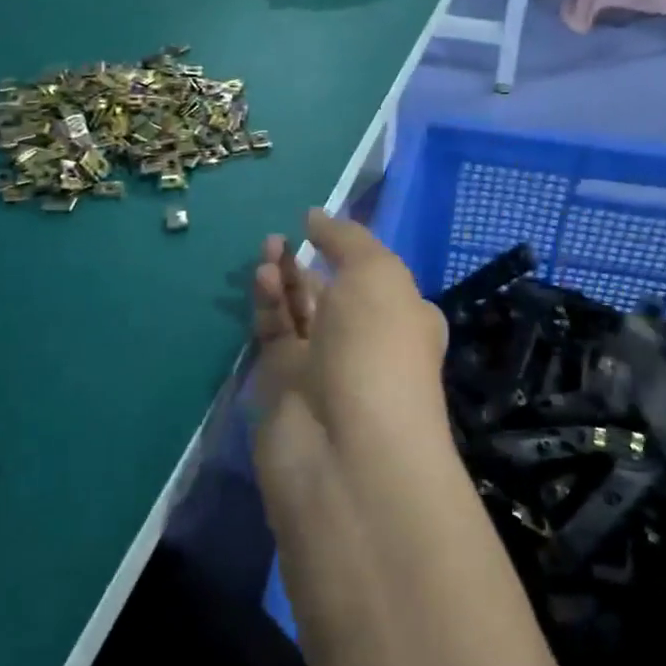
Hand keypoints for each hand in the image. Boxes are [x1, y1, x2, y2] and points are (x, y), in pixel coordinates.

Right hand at [251, 209, 447, 441]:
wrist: (345, 449)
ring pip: (298, 312)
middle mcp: (366, 343)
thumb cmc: (377, 349)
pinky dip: (268, 305)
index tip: (319, 227)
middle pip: (332, 293)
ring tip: (268, 250)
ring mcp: (323, 367)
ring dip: (284, 279)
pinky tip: (262, 279)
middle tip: (280, 238)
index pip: (377, 278)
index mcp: (403, 318)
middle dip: (308, 263)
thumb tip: (316, 216)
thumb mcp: (376, 274)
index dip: (351, 252)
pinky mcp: (283, 386)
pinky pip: (273, 335)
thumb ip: (346, 239)